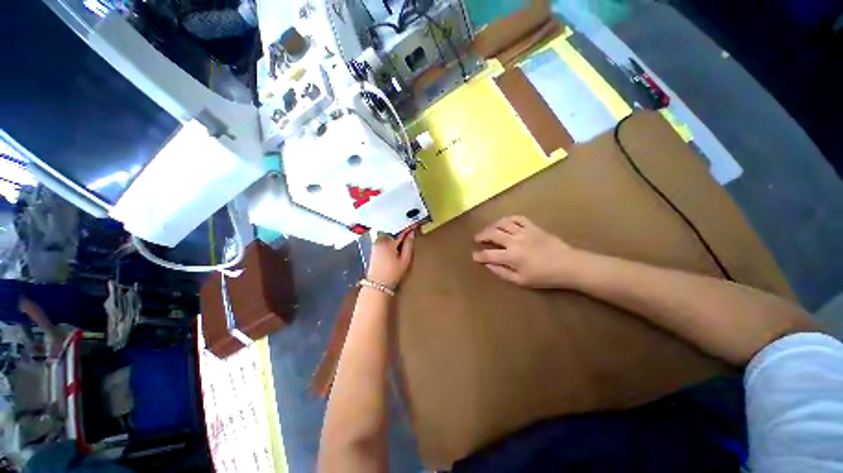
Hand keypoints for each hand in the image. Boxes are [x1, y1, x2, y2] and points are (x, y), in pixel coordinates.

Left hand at [367, 228, 415, 289]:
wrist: (378, 285)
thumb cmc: (393, 273)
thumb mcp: (405, 260)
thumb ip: (409, 245)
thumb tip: (412, 233)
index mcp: (388, 242)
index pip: (401, 231)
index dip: (409, 227)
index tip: (415, 223)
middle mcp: (380, 240)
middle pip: (394, 231)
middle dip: (402, 230)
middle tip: (411, 230)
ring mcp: (376, 244)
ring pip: (389, 235)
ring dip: (396, 235)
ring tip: (404, 237)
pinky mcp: (374, 248)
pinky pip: (385, 239)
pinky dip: (391, 239)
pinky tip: (396, 243)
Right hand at [472, 216, 579, 287]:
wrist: (568, 265)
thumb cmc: (544, 276)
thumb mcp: (521, 281)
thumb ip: (502, 272)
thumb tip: (488, 265)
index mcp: (511, 256)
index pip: (488, 254)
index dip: (478, 255)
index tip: (474, 256)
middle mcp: (514, 241)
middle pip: (492, 234)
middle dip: (481, 236)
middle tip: (476, 239)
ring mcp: (523, 231)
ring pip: (502, 223)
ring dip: (492, 226)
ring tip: (488, 230)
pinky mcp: (532, 226)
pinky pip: (517, 218)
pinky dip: (508, 219)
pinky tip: (504, 223)